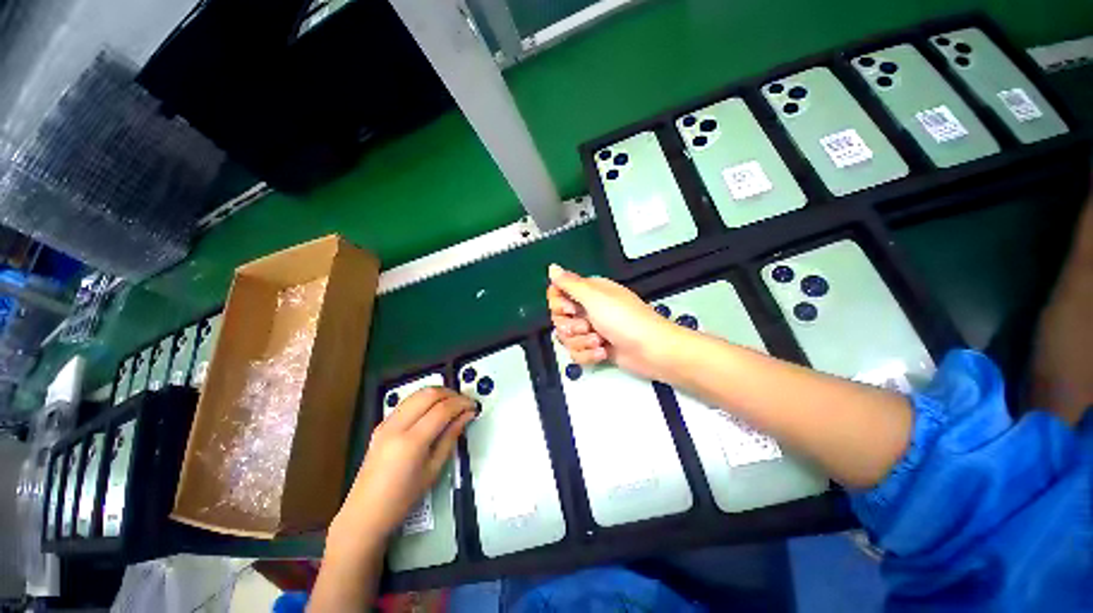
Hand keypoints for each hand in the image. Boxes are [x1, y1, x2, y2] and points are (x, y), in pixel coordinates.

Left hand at [331, 388, 476, 545]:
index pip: (442, 409)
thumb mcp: (433, 470)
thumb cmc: (403, 498)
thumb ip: (450, 437)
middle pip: (429, 394)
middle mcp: (397, 426)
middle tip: (464, 402)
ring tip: (452, 403)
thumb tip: (466, 416)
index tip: (474, 406)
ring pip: (417, 393)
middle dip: (451, 393)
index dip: (461, 404)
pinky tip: (433, 409)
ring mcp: (386, 423)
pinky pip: (407, 402)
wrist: (365, 513)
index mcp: (411, 442)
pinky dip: (424, 399)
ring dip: (438, 393)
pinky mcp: (381, 425)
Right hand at [547, 264, 675, 377]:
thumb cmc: (623, 319)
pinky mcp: (595, 348)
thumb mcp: (595, 297)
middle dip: (570, 327)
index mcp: (588, 292)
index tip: (569, 309)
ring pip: (566, 338)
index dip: (558, 303)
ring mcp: (591, 329)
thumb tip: (552, 267)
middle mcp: (587, 308)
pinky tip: (603, 352)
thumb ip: (570, 284)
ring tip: (599, 341)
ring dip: (582, 342)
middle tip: (587, 326)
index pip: (557, 293)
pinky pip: (577, 353)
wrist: (651, 349)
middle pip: (559, 318)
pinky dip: (588, 355)